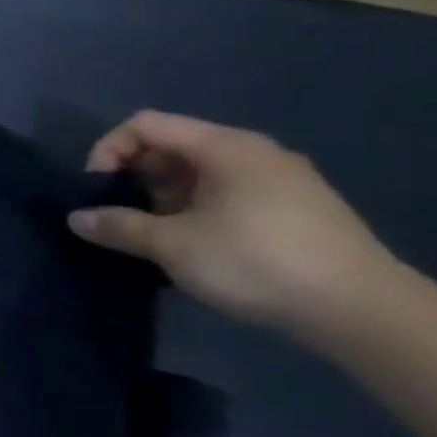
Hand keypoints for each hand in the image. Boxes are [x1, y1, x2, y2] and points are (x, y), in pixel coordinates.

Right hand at [68, 111, 392, 336]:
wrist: (361, 310)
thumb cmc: (255, 262)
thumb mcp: (172, 245)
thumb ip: (117, 226)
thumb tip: (76, 218)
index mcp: (224, 148)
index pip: (144, 125)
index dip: (108, 151)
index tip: (96, 190)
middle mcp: (253, 153)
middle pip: (170, 147)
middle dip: (133, 177)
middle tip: (118, 215)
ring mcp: (278, 180)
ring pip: (197, 173)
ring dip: (162, 198)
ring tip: (150, 235)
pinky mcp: (293, 208)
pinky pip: (225, 193)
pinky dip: (194, 210)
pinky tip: (190, 245)